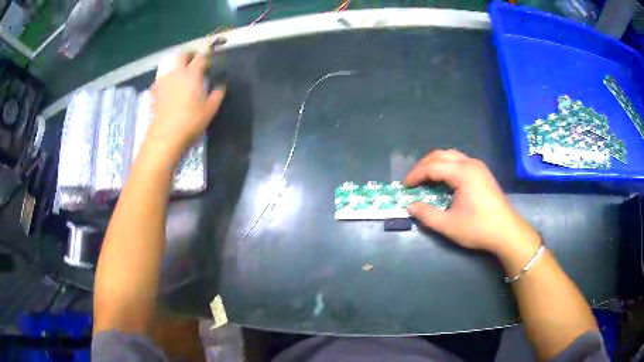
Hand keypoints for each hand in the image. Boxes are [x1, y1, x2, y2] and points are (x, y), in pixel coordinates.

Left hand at [148, 53, 225, 157]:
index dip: (207, 56)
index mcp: (192, 74)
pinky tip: (169, 84)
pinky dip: (166, 76)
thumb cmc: (191, 121)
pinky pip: (161, 77)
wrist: (166, 135)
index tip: (211, 61)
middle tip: (195, 60)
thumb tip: (221, 85)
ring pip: (170, 64)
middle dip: (190, 55)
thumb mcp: (210, 109)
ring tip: (181, 71)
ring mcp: (164, 81)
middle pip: (182, 55)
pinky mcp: (155, 91)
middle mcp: (177, 73)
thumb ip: (217, 94)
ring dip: (177, 63)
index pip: (201, 57)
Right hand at [405, 150, 537, 254]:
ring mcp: (478, 166)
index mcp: (462, 172)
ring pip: (450, 156)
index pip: (432, 166)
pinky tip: (443, 180)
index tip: (405, 186)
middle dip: (423, 166)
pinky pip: (459, 161)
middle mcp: (470, 163)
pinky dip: (446, 166)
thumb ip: (427, 214)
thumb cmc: (478, 228)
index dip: (416, 175)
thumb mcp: (449, 225)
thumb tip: (410, 206)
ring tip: (425, 179)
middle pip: (440, 155)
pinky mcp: (482, 172)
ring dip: (435, 164)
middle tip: (413, 181)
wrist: (506, 231)